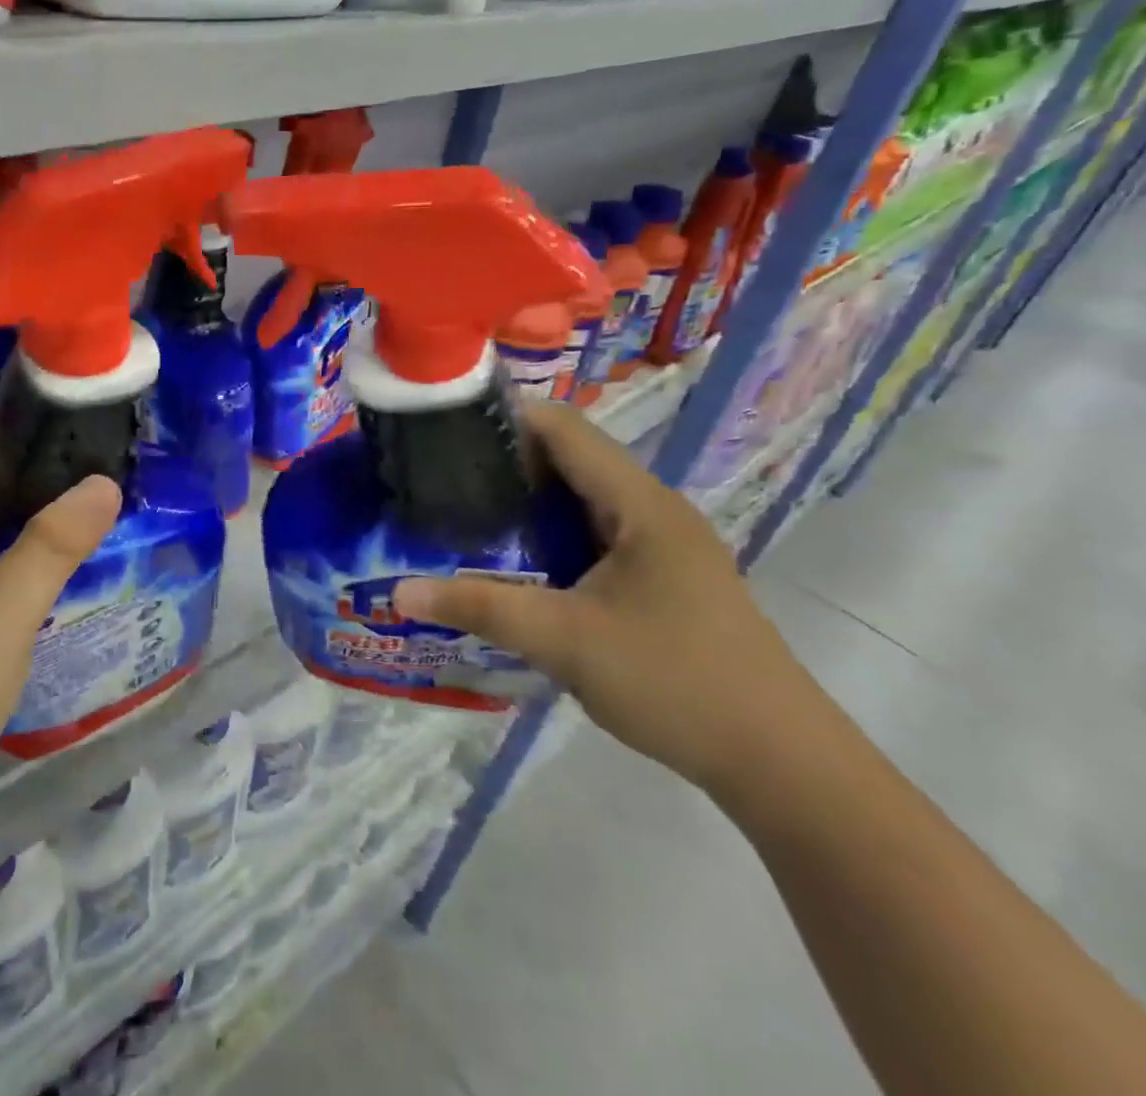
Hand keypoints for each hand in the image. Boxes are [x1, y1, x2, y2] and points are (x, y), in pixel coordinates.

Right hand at [392, 401, 827, 798]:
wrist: (780, 764)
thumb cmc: (676, 682)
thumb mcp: (564, 641)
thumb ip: (480, 607)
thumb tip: (399, 592)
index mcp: (640, 504)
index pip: (564, 428)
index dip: (504, 417)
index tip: (444, 428)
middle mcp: (653, 510)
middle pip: (570, 458)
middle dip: (505, 459)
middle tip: (439, 474)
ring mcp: (662, 545)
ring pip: (582, 498)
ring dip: (527, 499)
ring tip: (463, 510)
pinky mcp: (662, 577)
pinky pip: (594, 533)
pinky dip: (550, 532)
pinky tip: (514, 559)